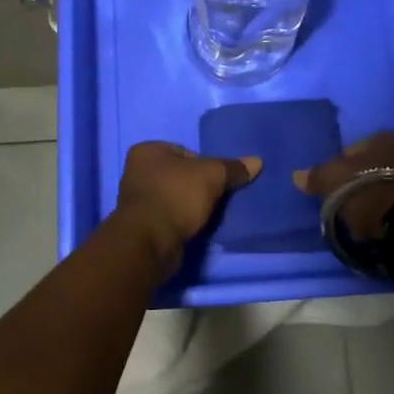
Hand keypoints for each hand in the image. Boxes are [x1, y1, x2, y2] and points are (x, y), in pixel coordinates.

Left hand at [113, 141, 260, 267]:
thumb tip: (257, 161)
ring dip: (191, 206)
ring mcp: (137, 201)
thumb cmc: (176, 196)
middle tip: (218, 198)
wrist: (149, 242)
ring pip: (175, 198)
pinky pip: (169, 218)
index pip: (185, 152)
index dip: (205, 165)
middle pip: (180, 176)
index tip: (218, 181)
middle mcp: (137, 172)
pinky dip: (182, 222)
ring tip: (210, 216)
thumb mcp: (211, 176)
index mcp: (146, 151)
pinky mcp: (142, 226)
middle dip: (199, 187)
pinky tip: (196, 229)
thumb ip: (233, 168)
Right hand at [293, 131, 393, 238]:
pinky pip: (392, 203)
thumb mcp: (332, 178)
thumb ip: (316, 175)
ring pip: (382, 185)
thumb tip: (297, 176)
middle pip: (371, 166)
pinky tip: (370, 222)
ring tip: (355, 214)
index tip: (331, 183)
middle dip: (357, 180)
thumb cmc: (365, 189)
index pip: (355, 147)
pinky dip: (381, 210)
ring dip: (370, 196)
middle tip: (341, 198)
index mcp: (388, 137)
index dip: (340, 164)